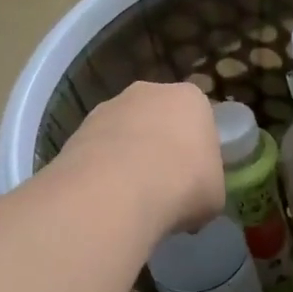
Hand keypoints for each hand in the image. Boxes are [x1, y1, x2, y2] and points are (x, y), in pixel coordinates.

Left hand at [51, 82, 224, 238]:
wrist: (118, 191)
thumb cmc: (183, 185)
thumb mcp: (214, 196)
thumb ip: (206, 187)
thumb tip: (191, 199)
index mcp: (190, 99)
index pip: (199, 119)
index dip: (197, 151)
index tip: (193, 179)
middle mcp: (148, 92)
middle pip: (158, 119)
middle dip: (159, 147)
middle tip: (162, 186)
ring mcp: (109, 107)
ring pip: (124, 133)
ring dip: (127, 158)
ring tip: (129, 197)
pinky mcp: (78, 129)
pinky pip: (98, 150)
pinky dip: (101, 170)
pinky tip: (106, 197)